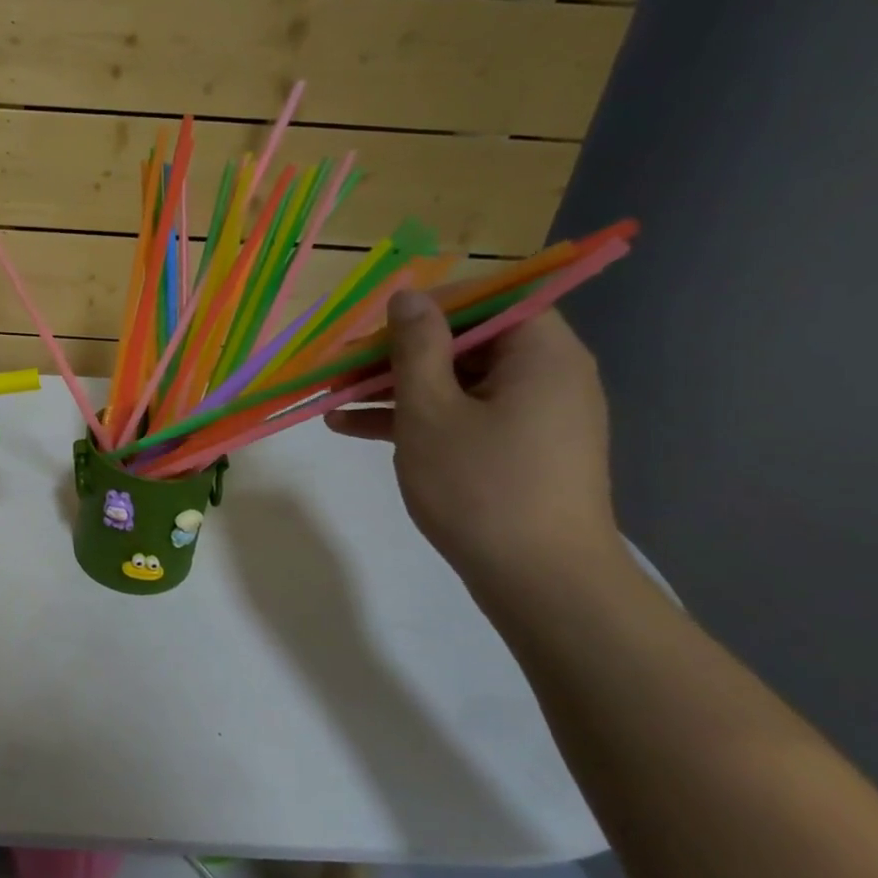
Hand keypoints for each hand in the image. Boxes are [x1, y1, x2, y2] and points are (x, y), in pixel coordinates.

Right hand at [326, 291, 619, 588]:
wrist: (541, 582)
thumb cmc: (481, 486)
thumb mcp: (430, 410)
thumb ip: (416, 347)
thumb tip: (408, 296)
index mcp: (540, 353)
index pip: (486, 300)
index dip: (426, 307)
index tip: (374, 326)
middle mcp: (545, 375)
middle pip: (465, 342)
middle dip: (397, 353)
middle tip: (342, 366)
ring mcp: (531, 416)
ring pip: (455, 383)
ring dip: (394, 388)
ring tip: (333, 399)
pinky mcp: (516, 450)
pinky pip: (461, 417)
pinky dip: (415, 419)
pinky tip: (351, 428)